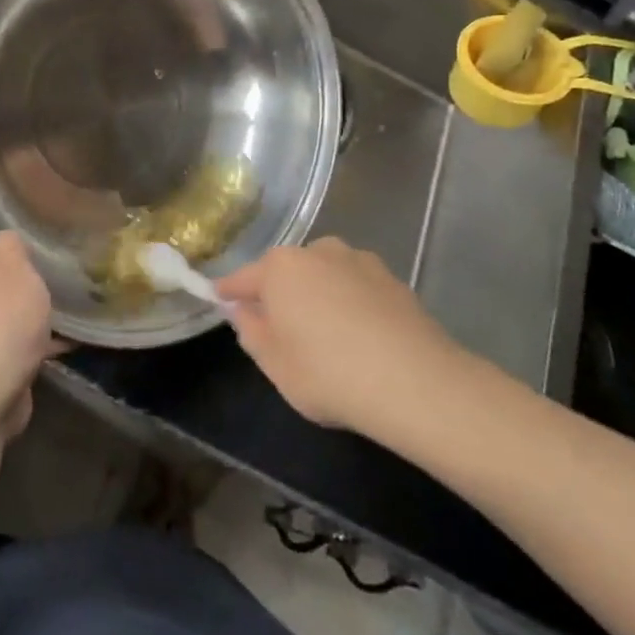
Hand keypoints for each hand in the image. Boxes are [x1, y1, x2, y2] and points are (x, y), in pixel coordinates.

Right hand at [216, 238, 464, 437]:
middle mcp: (318, 251)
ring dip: (318, 296)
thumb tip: (245, 311)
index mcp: (281, 267)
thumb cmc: (328, 373)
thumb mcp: (274, 364)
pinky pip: (356, 288)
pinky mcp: (393, 279)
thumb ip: (252, 332)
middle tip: (279, 329)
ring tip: (325, 334)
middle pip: (287, 272)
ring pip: (324, 276)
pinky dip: (350, 304)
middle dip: (279, 294)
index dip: (229, 292)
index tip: (219, 299)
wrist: (416, 383)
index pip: (243, 278)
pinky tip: (360, 337)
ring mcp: (359, 261)